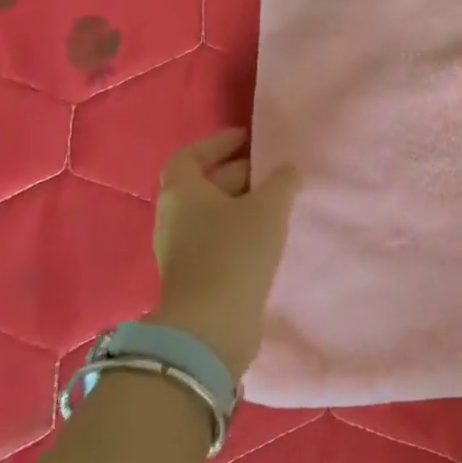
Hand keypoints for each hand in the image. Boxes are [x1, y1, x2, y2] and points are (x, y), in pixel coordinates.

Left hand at [149, 130, 298, 377]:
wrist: (213, 324)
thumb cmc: (235, 252)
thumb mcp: (268, 207)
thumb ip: (281, 182)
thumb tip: (287, 170)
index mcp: (181, 193)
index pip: (190, 155)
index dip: (218, 143)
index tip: (249, 138)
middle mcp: (175, 218)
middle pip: (206, 184)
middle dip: (241, 173)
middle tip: (278, 171)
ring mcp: (183, 250)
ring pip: (216, 215)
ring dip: (246, 205)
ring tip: (281, 203)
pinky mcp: (198, 275)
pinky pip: (222, 240)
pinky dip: (244, 231)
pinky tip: (273, 236)